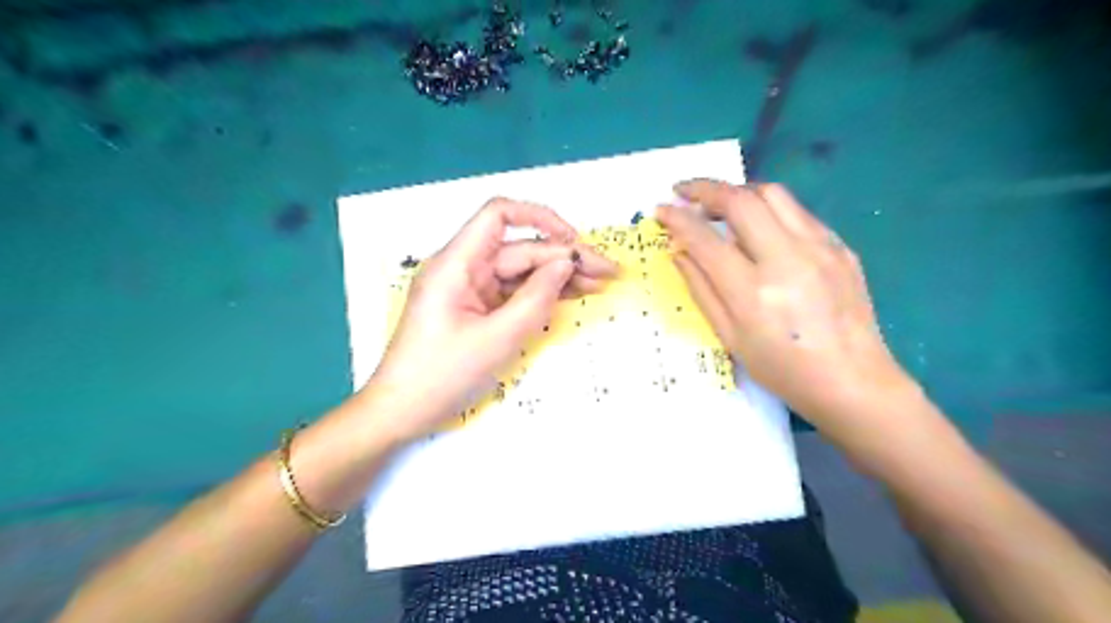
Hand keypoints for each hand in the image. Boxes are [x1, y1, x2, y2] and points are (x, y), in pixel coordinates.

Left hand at [360, 197, 614, 444]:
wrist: (401, 411)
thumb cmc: (442, 375)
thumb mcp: (497, 339)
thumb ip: (536, 298)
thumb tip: (565, 265)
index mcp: (456, 263)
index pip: (499, 216)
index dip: (540, 218)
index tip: (574, 241)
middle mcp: (462, 267)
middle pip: (519, 248)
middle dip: (563, 257)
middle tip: (607, 272)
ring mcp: (469, 288)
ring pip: (519, 271)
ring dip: (557, 276)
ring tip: (598, 284)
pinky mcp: (475, 307)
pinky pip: (512, 292)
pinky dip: (540, 293)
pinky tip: (570, 295)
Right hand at [659, 180, 910, 428]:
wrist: (852, 380)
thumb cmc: (783, 368)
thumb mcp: (730, 337)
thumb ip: (701, 288)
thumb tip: (678, 250)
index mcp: (753, 292)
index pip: (705, 239)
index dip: (677, 219)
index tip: (660, 210)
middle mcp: (787, 259)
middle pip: (741, 200)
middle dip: (705, 188)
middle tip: (684, 193)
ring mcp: (819, 248)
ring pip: (773, 194)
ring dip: (739, 192)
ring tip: (720, 205)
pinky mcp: (840, 246)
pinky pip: (798, 212)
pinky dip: (769, 210)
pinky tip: (760, 228)